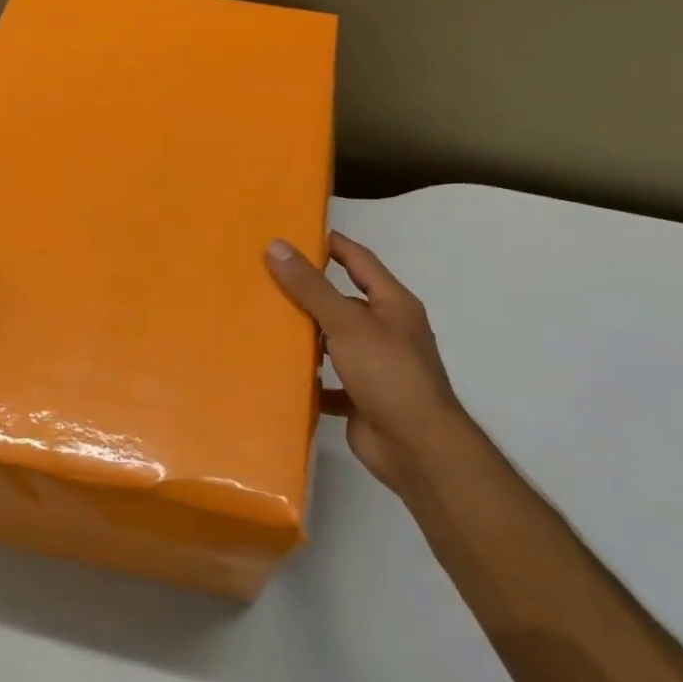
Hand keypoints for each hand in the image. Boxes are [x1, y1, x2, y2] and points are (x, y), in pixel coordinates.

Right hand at [266, 231, 466, 497]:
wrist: (416, 448)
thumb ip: (311, 286)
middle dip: (310, 292)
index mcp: (393, 304)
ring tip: (265, 323)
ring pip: (335, 342)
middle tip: (267, 278)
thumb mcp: (346, 322)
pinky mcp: (362, 398)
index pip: (361, 261)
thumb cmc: (388, 373)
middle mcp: (387, 330)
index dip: (334, 245)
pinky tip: (279, 373)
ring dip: (307, 336)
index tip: (299, 233)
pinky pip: (329, 381)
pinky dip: (309, 378)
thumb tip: (276, 245)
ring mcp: (376, 366)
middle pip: (344, 301)